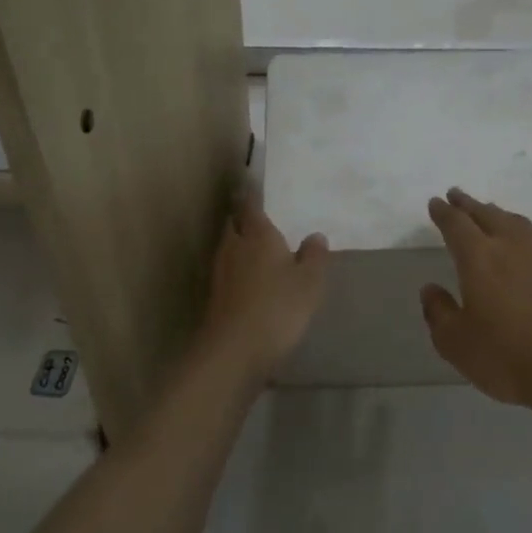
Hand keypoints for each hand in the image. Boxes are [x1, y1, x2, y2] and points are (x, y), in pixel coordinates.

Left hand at [202, 189, 328, 380]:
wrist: (234, 350)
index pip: (250, 205)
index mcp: (257, 235)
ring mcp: (221, 273)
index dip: (250, 194)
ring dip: (240, 244)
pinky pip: (229, 272)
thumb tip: (315, 236)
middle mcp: (234, 247)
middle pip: (235, 225)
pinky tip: (252, 280)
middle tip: (258, 216)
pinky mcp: (216, 297)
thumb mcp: (309, 281)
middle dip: (243, 218)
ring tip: (258, 246)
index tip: (251, 182)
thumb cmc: (277, 307)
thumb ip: (314, 256)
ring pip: (230, 248)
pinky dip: (239, 269)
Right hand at [421, 188, 531, 408]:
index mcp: (478, 257)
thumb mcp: (456, 342)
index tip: (437, 203)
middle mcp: (512, 244)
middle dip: (469, 204)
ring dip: (499, 215)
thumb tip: (430, 289)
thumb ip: (438, 312)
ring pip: (517, 222)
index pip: (456, 224)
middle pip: (487, 214)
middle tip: (457, 196)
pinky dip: (526, 234)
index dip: (443, 212)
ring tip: (491, 214)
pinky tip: (528, 244)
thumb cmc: (506, 356)